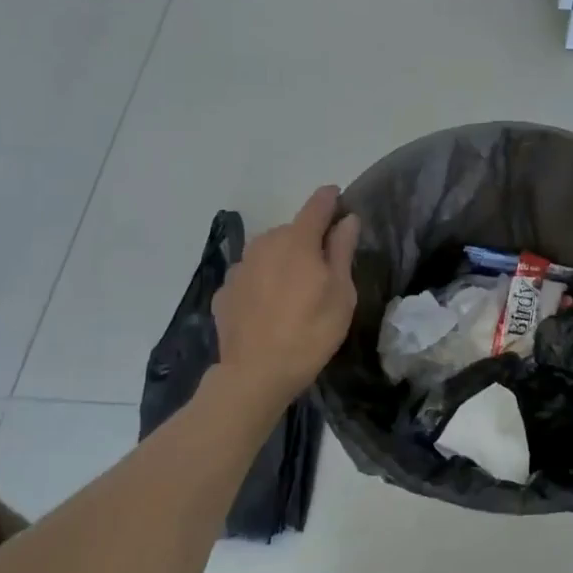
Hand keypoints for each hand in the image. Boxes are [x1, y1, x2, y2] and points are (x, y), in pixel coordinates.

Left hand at [214, 187, 360, 401]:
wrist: (254, 375)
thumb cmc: (310, 332)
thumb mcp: (341, 293)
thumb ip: (342, 251)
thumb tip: (347, 219)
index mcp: (297, 241)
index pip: (317, 205)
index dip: (331, 199)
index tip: (339, 198)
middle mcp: (265, 243)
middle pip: (293, 230)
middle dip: (309, 240)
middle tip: (323, 268)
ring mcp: (240, 267)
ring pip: (269, 251)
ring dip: (283, 260)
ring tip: (294, 290)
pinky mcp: (225, 291)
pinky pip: (252, 275)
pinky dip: (262, 281)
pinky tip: (269, 306)